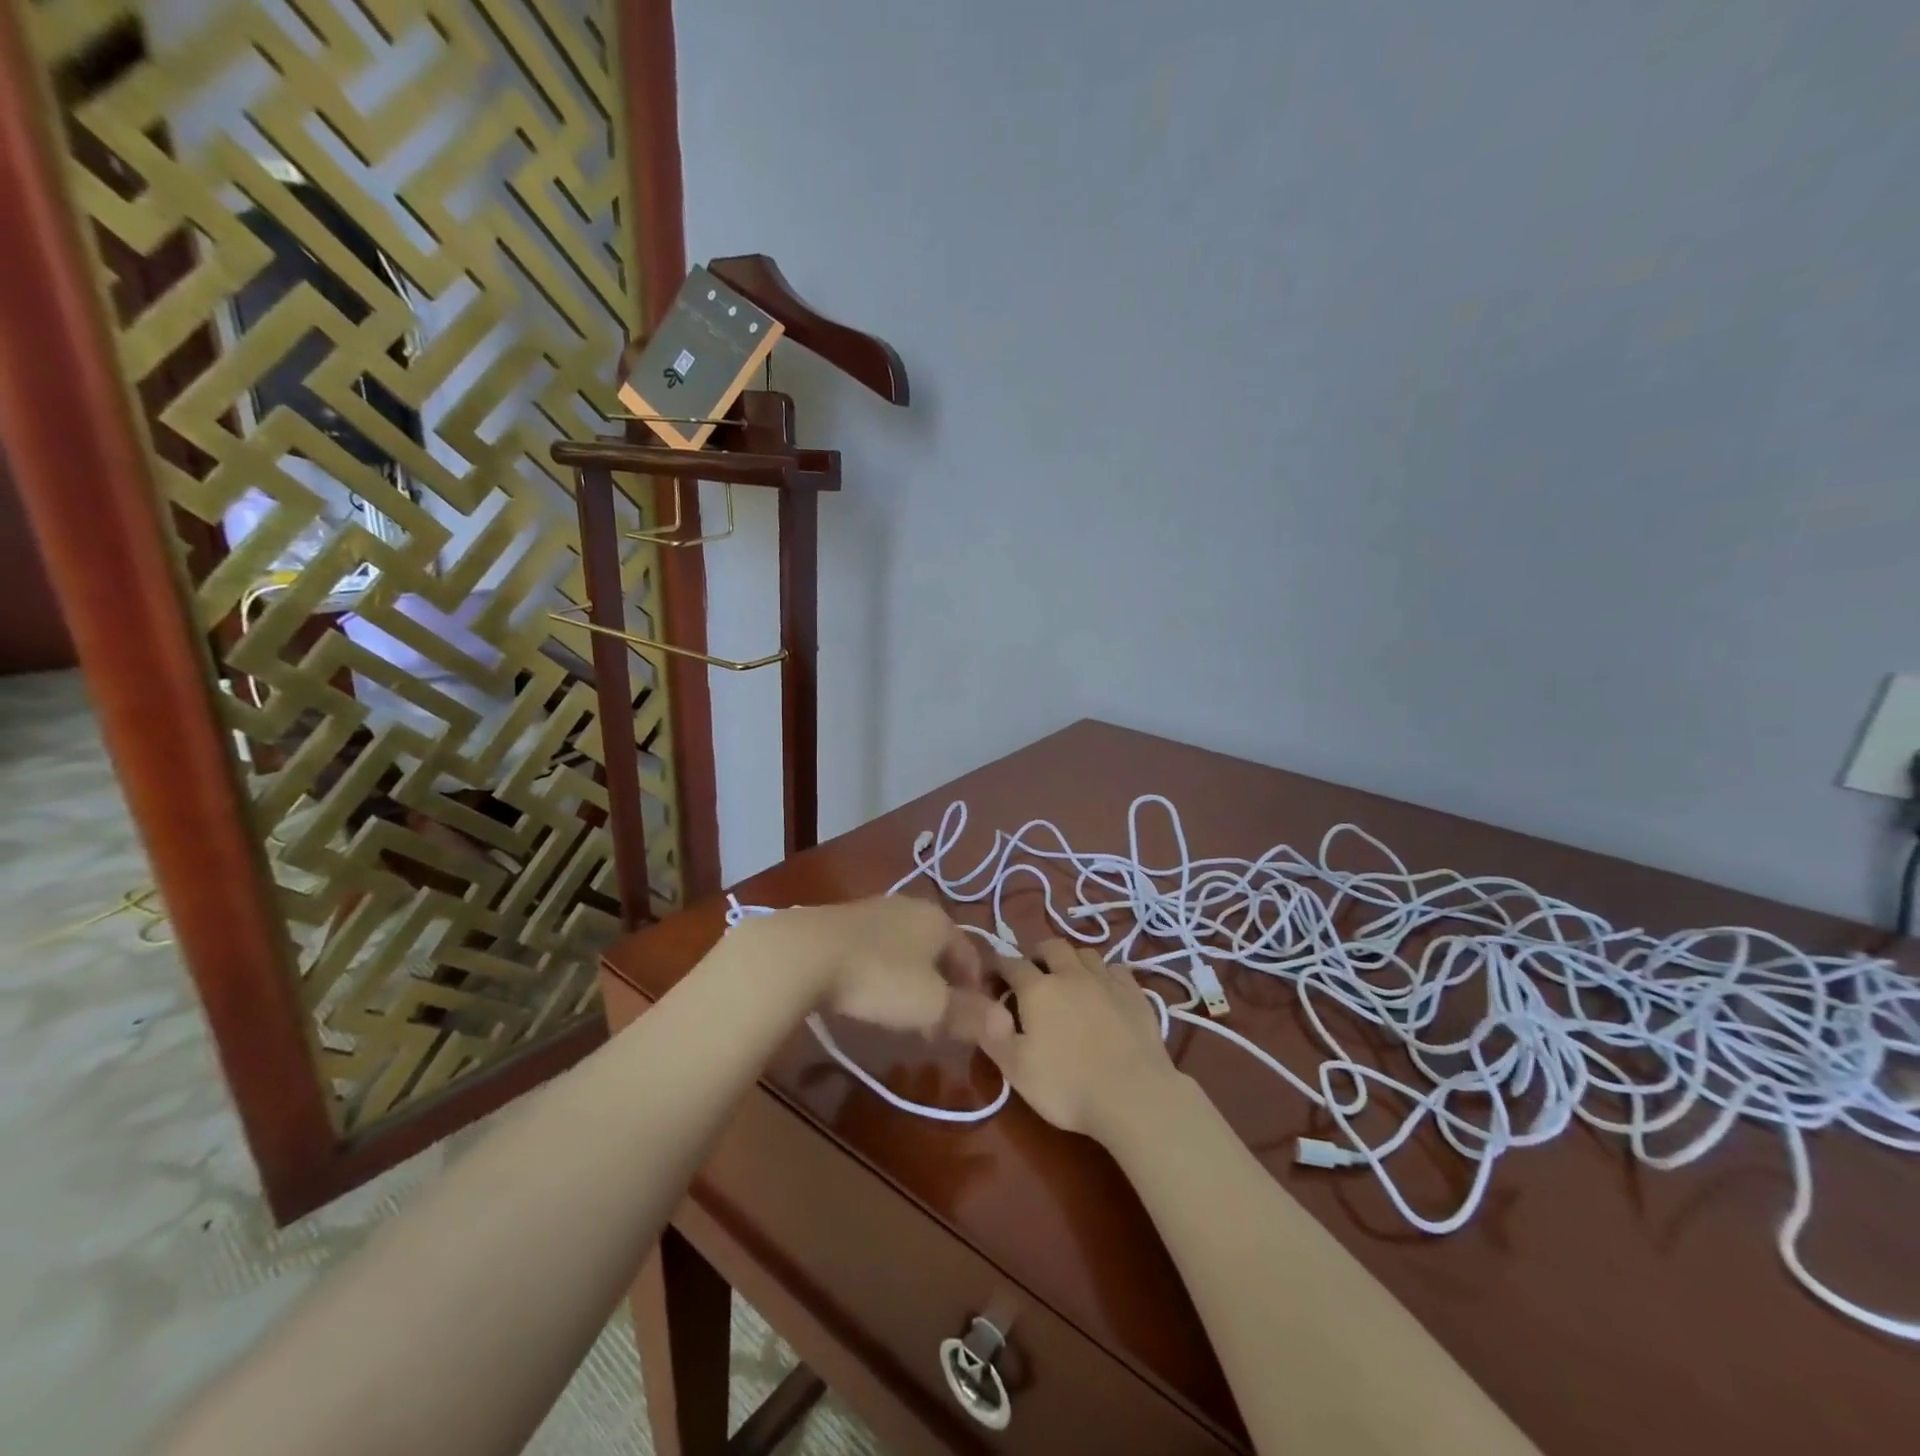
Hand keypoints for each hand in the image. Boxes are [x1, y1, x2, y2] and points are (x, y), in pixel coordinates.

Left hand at [754, 896, 1013, 1043]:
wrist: (804, 953)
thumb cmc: (880, 977)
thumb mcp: (931, 1004)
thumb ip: (969, 1014)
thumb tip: (1007, 1023)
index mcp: (939, 920)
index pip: (971, 955)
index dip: (974, 991)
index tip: (966, 1025)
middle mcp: (910, 907)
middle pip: (938, 951)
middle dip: (942, 989)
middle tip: (934, 1027)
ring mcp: (874, 909)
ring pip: (907, 949)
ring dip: (912, 981)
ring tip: (901, 1015)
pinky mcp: (842, 920)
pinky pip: (877, 948)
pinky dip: (883, 972)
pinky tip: (867, 993)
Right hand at [981, 939, 1179, 1142]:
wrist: (1133, 1096)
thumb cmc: (1067, 1086)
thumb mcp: (1016, 1069)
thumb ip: (993, 1033)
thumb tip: (981, 1005)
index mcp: (1038, 989)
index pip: (1011, 963)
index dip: (998, 966)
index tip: (992, 978)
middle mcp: (1071, 974)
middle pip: (1051, 946)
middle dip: (1037, 954)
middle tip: (1033, 974)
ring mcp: (1106, 980)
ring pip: (1085, 953)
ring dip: (1072, 960)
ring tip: (1069, 979)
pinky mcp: (1135, 993)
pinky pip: (1116, 969)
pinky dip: (1105, 974)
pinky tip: (1104, 990)